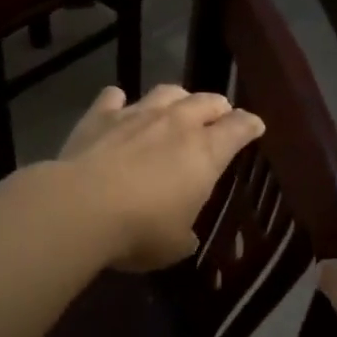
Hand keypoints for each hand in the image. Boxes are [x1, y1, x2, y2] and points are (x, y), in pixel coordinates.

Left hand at [58, 84, 265, 271]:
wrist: (81, 208)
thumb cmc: (140, 230)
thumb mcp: (175, 244)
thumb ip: (185, 235)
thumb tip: (185, 236)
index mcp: (206, 153)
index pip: (239, 128)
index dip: (250, 125)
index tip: (255, 126)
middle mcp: (177, 124)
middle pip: (207, 101)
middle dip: (218, 107)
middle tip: (219, 116)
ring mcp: (138, 114)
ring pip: (167, 92)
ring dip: (177, 98)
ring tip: (177, 107)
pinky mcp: (100, 116)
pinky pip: (114, 97)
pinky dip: (119, 101)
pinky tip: (118, 105)